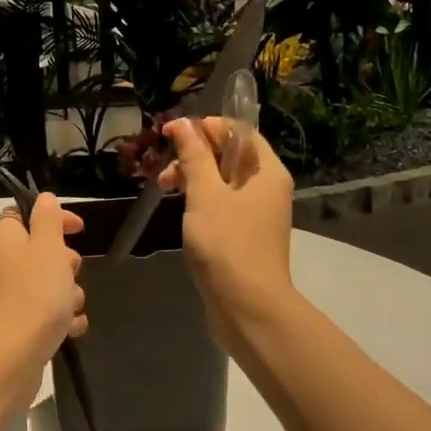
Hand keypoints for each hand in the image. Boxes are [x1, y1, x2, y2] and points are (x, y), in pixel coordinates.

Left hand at [0, 195, 86, 401]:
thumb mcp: (47, 248)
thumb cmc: (34, 295)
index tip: (78, 228)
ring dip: (68, 294)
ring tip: (70, 307)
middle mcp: (3, 264)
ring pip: (49, 284)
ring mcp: (8, 297)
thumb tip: (43, 198)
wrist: (11, 357)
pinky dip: (62, 319)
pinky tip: (71, 329)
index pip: (24, 214)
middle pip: (42, 251)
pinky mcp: (17, 324)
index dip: (53, 217)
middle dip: (66, 263)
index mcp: (6, 240)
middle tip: (69, 273)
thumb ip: (48, 219)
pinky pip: (47, 313)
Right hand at [156, 117, 294, 341]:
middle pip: (230, 156)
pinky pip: (221, 205)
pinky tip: (179, 209)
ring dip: (193, 177)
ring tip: (164, 187)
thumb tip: (184, 124)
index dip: (207, 127)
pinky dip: (200, 200)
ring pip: (222, 182)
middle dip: (195, 154)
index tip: (173, 133)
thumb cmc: (227, 243)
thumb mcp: (205, 194)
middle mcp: (267, 188)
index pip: (239, 131)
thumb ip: (194, 157)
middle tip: (164, 167)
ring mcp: (256, 214)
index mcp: (266, 171)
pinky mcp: (244, 236)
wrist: (248, 306)